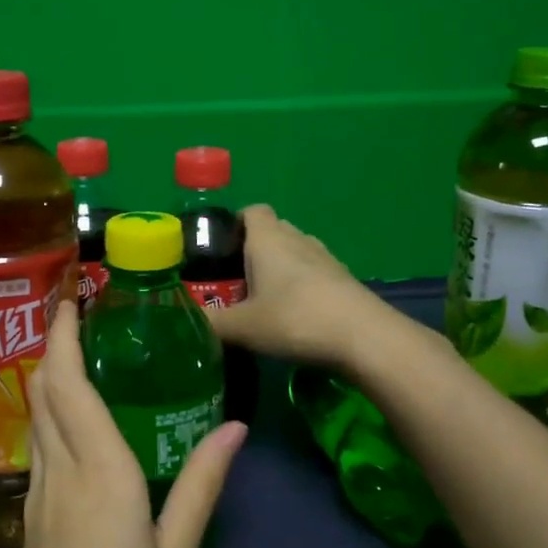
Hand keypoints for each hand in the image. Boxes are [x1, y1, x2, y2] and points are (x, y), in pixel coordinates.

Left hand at [0, 300, 246, 547]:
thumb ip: (201, 486)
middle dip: (52, 346)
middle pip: (43, 393)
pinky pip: (39, 451)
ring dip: (47, 378)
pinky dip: (50, 417)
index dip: (63, 336)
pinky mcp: (31, 527)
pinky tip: (73, 425)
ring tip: (76, 355)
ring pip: (36, 420)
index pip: (69, 384)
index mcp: (99, 473)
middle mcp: (60, 475)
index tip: (69, 298)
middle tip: (76, 315)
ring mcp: (38, 502)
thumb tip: (235, 428)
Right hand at [206, 205, 393, 366]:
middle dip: (252, 250)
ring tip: (262, 299)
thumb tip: (184, 321)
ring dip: (278, 268)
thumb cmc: (294, 319)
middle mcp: (297, 238)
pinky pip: (313, 272)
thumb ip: (210, 322)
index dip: (234, 223)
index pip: (251, 210)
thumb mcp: (242, 327)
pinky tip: (293, 315)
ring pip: (294, 252)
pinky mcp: (343, 279)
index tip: (219, 249)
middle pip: (272, 231)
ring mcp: (325, 257)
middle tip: (233, 281)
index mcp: (268, 239)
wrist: (363, 337)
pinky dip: (300, 285)